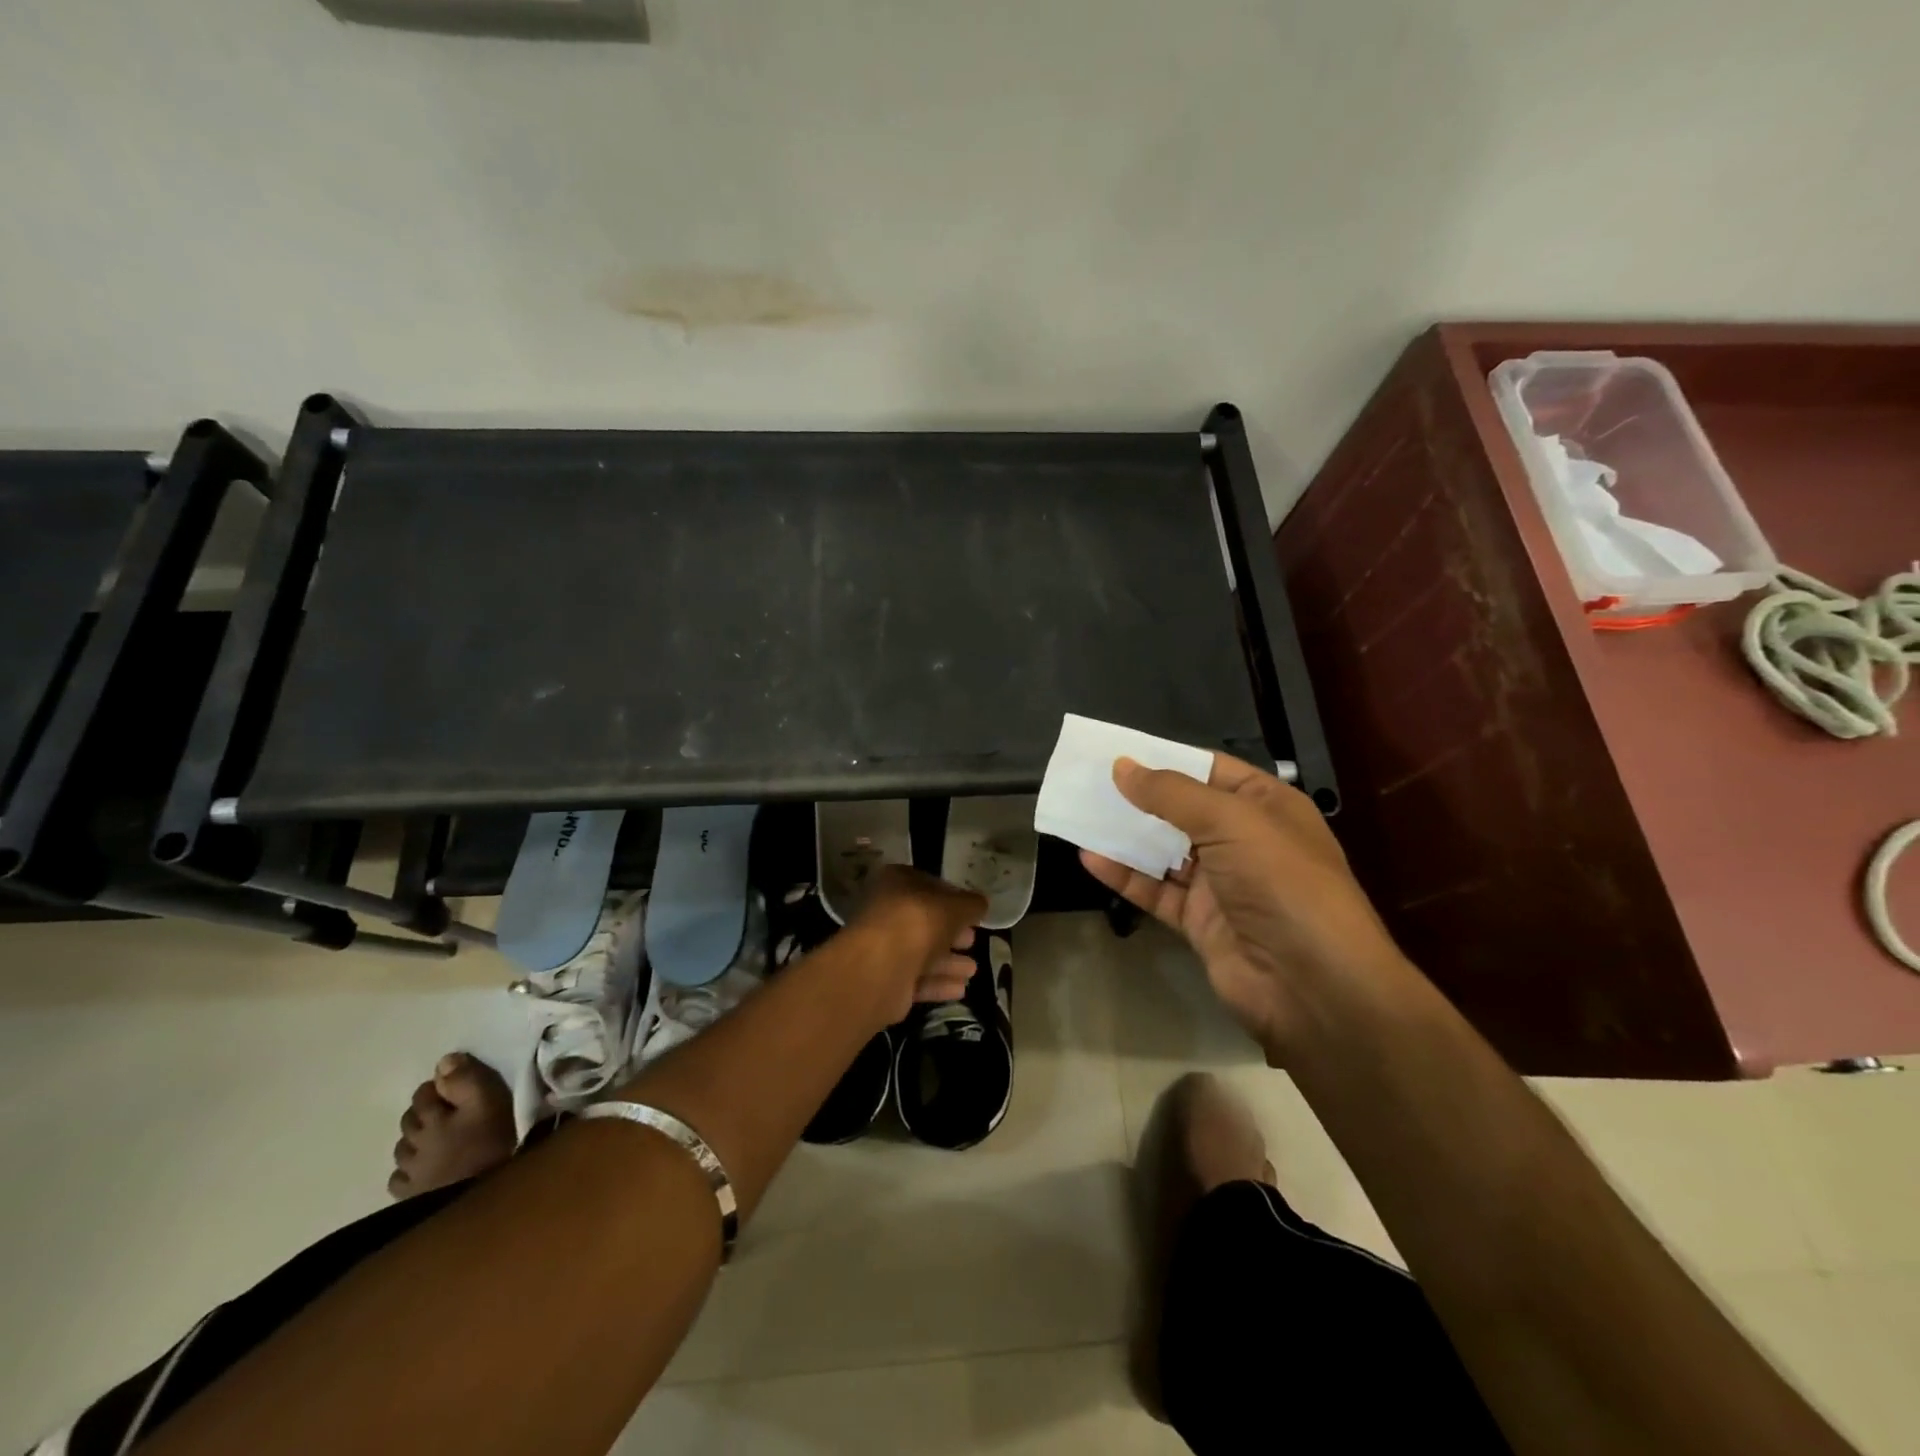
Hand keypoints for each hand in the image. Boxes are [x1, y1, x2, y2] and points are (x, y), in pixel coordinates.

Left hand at [845, 865, 986, 1024]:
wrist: (880, 968)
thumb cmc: (919, 922)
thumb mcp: (956, 906)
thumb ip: (971, 904)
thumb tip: (981, 903)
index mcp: (896, 882)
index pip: (929, 886)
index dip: (953, 898)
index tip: (973, 912)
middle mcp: (886, 912)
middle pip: (925, 922)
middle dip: (951, 933)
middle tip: (973, 940)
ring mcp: (884, 947)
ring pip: (922, 953)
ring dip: (948, 961)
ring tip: (973, 970)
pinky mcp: (886, 980)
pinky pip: (917, 979)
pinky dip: (938, 983)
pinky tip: (961, 989)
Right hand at [1080, 754, 1405, 1059]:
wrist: (1312, 985)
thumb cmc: (1281, 882)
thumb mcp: (1230, 821)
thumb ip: (1171, 793)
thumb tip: (1121, 766)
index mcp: (1266, 806)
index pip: (1211, 770)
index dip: (1166, 759)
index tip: (1118, 753)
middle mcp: (1244, 841)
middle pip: (1182, 810)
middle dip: (1138, 797)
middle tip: (1087, 781)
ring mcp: (1221, 884)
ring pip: (1164, 851)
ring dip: (1125, 835)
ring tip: (1079, 814)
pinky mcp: (1200, 922)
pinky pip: (1156, 890)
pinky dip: (1124, 875)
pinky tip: (1090, 858)